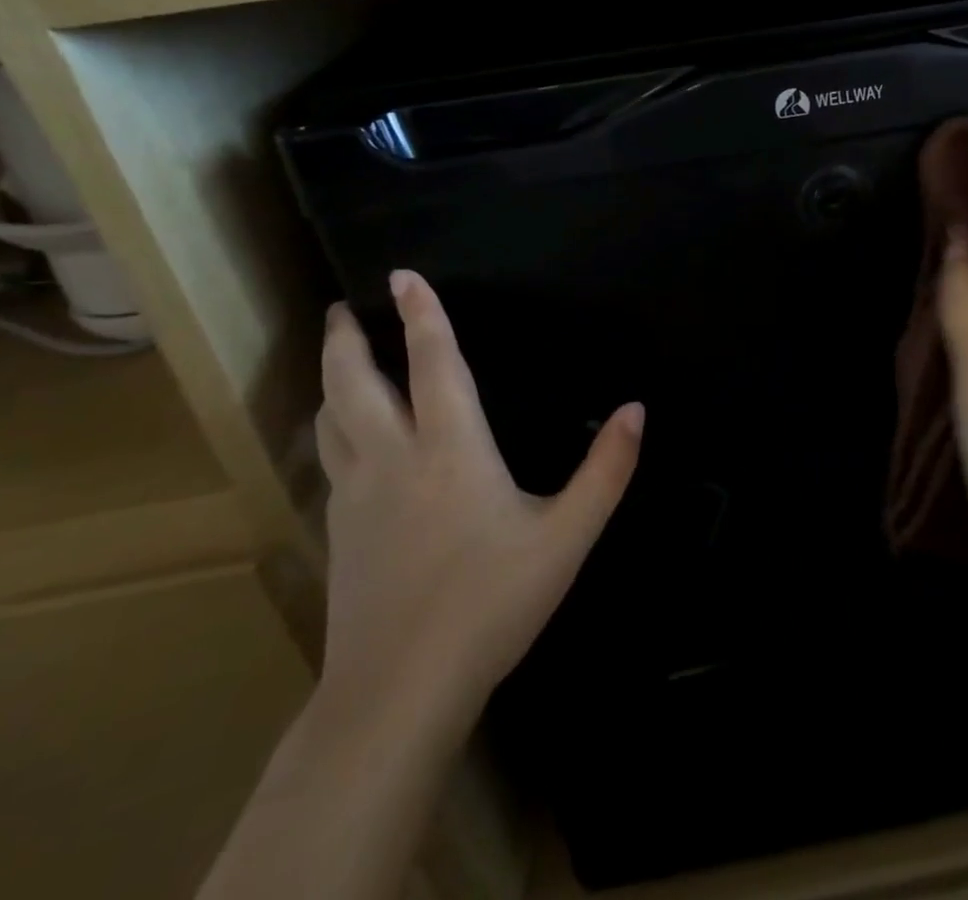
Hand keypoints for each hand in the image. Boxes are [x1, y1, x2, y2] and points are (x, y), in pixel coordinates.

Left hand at [313, 269, 642, 742]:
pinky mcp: (339, 531)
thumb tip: (636, 409)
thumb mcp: (567, 537)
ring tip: (336, 358)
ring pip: (333, 420)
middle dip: (348, 340)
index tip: (403, 275)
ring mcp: (357, 496)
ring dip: (332, 380)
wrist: (397, 692)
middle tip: (341, 308)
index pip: (434, 364)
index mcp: (452, 449)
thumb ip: (607, 470)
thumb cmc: (490, 603)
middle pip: (356, 384)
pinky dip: (331, 428)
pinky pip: (330, 459)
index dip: (422, 315)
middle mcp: (395, 459)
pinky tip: (341, 439)